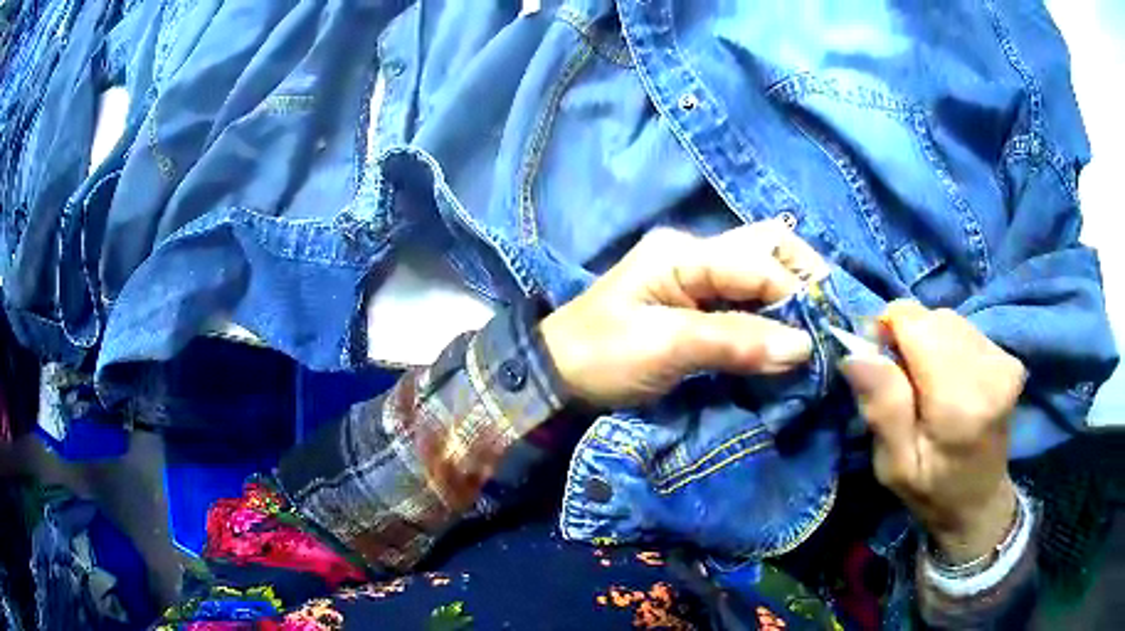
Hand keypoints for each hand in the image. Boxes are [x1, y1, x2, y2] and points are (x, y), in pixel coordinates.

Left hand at [539, 223, 824, 408]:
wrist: (555, 374)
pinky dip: (771, 313)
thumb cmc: (601, 357)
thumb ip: (735, 342)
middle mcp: (695, 253)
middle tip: (823, 320)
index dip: (796, 294)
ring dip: (790, 295)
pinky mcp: (695, 302)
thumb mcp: (666, 348)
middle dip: (802, 278)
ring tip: (811, 330)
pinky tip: (784, 334)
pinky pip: (746, 297)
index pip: (758, 262)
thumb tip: (803, 347)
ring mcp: (695, 275)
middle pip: (766, 246)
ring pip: (761, 269)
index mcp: (683, 253)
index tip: (821, 336)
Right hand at [839, 301, 1027, 562]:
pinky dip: (946, 347)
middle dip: (907, 339)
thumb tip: (856, 354)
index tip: (879, 367)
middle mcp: (990, 369)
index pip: (915, 321)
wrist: (979, 502)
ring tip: (926, 386)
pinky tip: (948, 381)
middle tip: (902, 386)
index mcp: (961, 402)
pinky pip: (963, 329)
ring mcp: (1004, 360)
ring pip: (946, 320)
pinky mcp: (1008, 356)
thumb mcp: (894, 466)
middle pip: (931, 318)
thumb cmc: (931, 492)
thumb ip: (883, 409)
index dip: (887, 332)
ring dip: (927, 343)